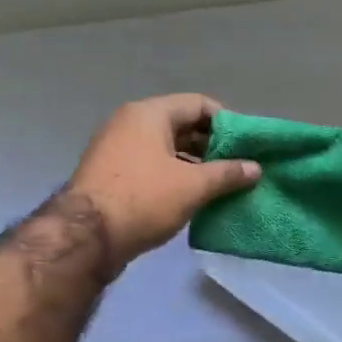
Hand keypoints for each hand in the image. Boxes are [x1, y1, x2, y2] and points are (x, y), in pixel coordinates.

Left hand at [66, 94, 259, 273]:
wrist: (86, 237)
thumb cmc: (143, 199)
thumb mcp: (193, 186)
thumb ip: (227, 173)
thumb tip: (255, 168)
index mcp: (149, 114)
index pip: (198, 104)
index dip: (227, 122)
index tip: (247, 145)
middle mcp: (130, 123)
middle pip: (181, 125)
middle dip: (212, 145)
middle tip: (238, 167)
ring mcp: (117, 149)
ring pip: (166, 148)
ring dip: (194, 164)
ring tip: (221, 185)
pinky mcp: (111, 175)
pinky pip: (151, 165)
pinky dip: (174, 176)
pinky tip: (192, 197)